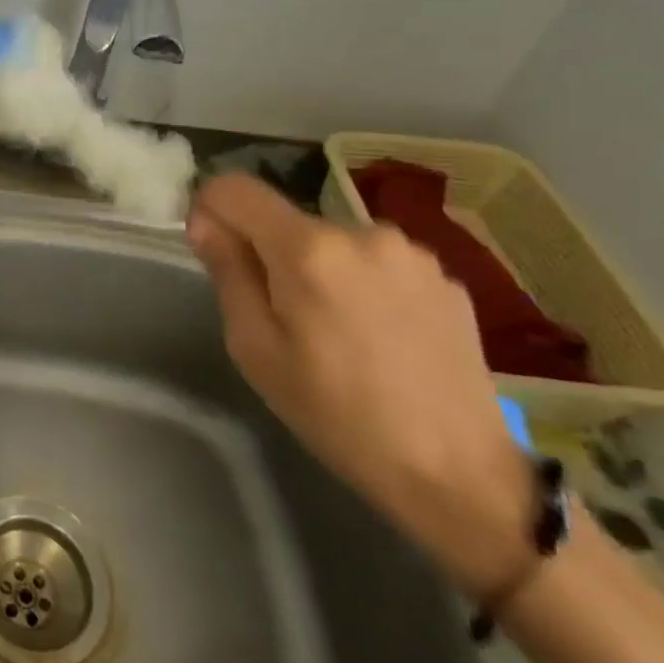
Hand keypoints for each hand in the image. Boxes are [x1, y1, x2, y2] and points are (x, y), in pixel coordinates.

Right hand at [185, 174, 531, 597]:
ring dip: (318, 268)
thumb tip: (205, 222)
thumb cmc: (336, 414)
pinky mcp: (446, 278)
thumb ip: (227, 272)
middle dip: (269, 252)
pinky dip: (361, 284)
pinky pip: (377, 262)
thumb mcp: (255, 348)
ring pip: (333, 241)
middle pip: (286, 219)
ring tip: (335, 331)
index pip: (235, 188)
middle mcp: (362, 231)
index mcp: (308, 248)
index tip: (212, 251)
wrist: (458, 474)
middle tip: (280, 317)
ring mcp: (411, 252)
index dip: (210, 209)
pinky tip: (378, 337)